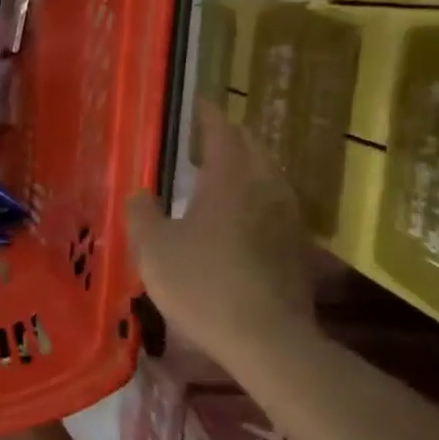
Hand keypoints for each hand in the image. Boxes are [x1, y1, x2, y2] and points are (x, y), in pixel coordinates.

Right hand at [126, 100, 315, 366]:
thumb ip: (142, 213)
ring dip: (245, 168)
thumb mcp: (153, 248)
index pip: (221, 131)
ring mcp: (287, 217)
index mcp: (229, 179)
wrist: (265, 338)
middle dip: (229, 138)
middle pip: (251, 148)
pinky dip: (255, 198)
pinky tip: (240, 217)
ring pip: (267, 176)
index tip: (198, 102)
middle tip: (204, 138)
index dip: (207, 114)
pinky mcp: (296, 246)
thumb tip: (142, 193)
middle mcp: (265, 187)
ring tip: (220, 175)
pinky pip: (274, 205)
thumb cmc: (201, 283)